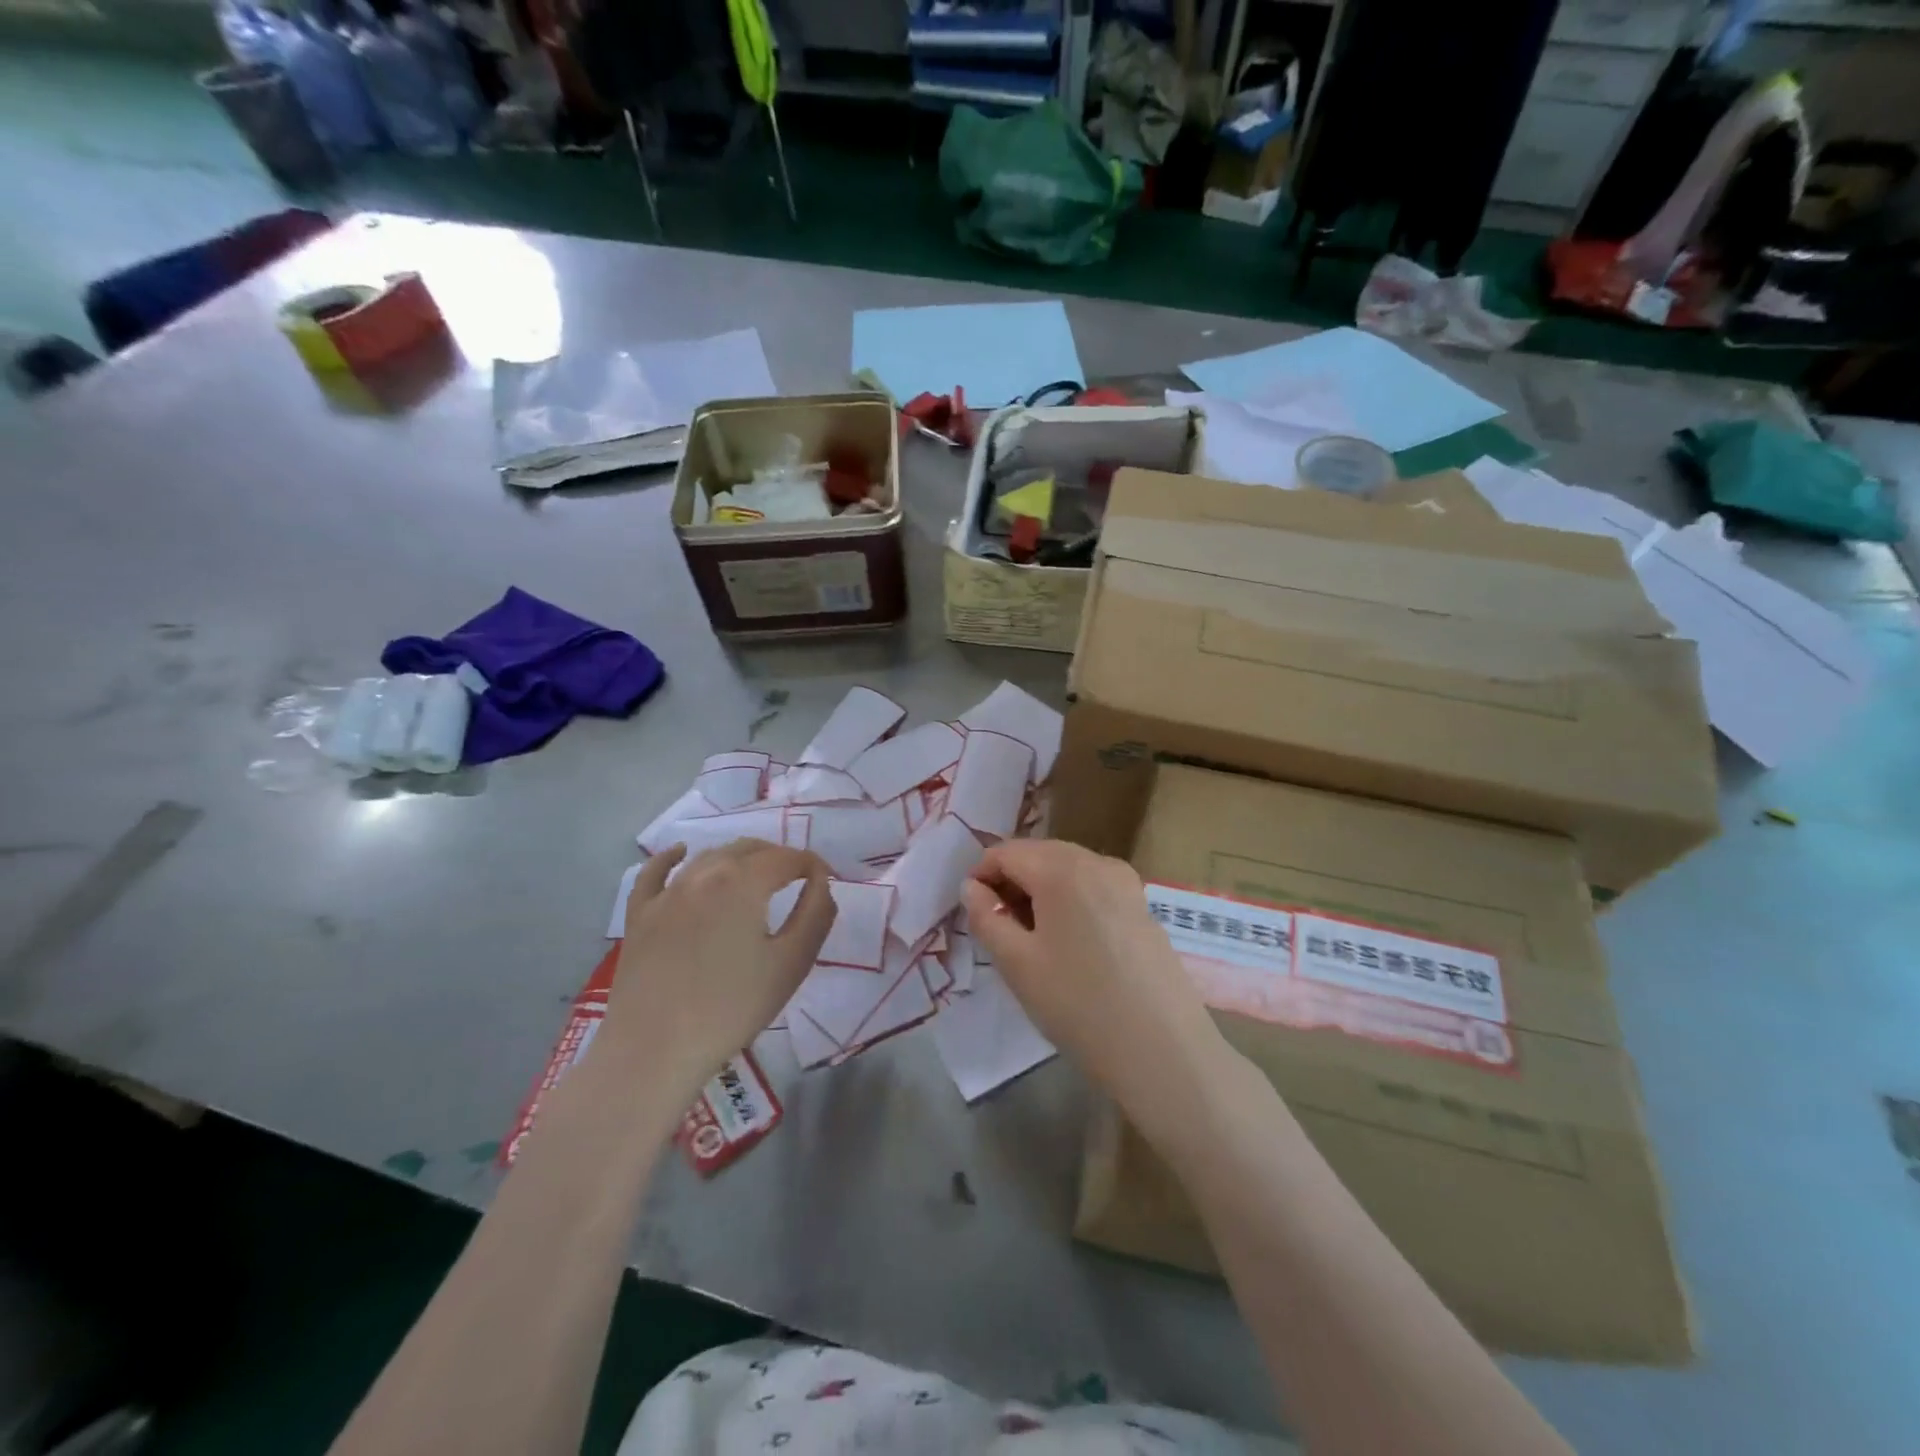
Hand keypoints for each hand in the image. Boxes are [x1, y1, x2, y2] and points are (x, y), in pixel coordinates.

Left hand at [604, 841, 835, 1092]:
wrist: (654, 1049)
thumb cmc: (732, 1008)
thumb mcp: (792, 963)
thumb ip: (816, 914)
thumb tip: (820, 881)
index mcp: (743, 881)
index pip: (787, 857)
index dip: (812, 865)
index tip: (826, 880)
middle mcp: (704, 873)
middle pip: (749, 849)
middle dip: (779, 857)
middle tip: (797, 879)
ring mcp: (666, 892)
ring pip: (709, 856)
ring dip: (739, 858)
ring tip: (757, 875)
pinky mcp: (640, 915)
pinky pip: (655, 873)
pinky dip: (671, 858)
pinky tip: (680, 853)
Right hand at [961, 840, 1219, 1114]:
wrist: (1162, 1050)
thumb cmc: (1078, 1004)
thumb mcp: (1017, 964)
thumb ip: (986, 917)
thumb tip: (972, 888)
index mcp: (1062, 868)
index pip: (1007, 852)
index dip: (981, 875)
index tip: (972, 913)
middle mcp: (1097, 862)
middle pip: (1040, 854)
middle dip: (1011, 881)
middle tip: (998, 928)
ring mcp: (1126, 883)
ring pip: (1068, 870)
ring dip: (1040, 891)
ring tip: (1031, 940)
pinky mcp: (1143, 907)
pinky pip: (1093, 888)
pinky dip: (1070, 901)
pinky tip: (1070, 945)